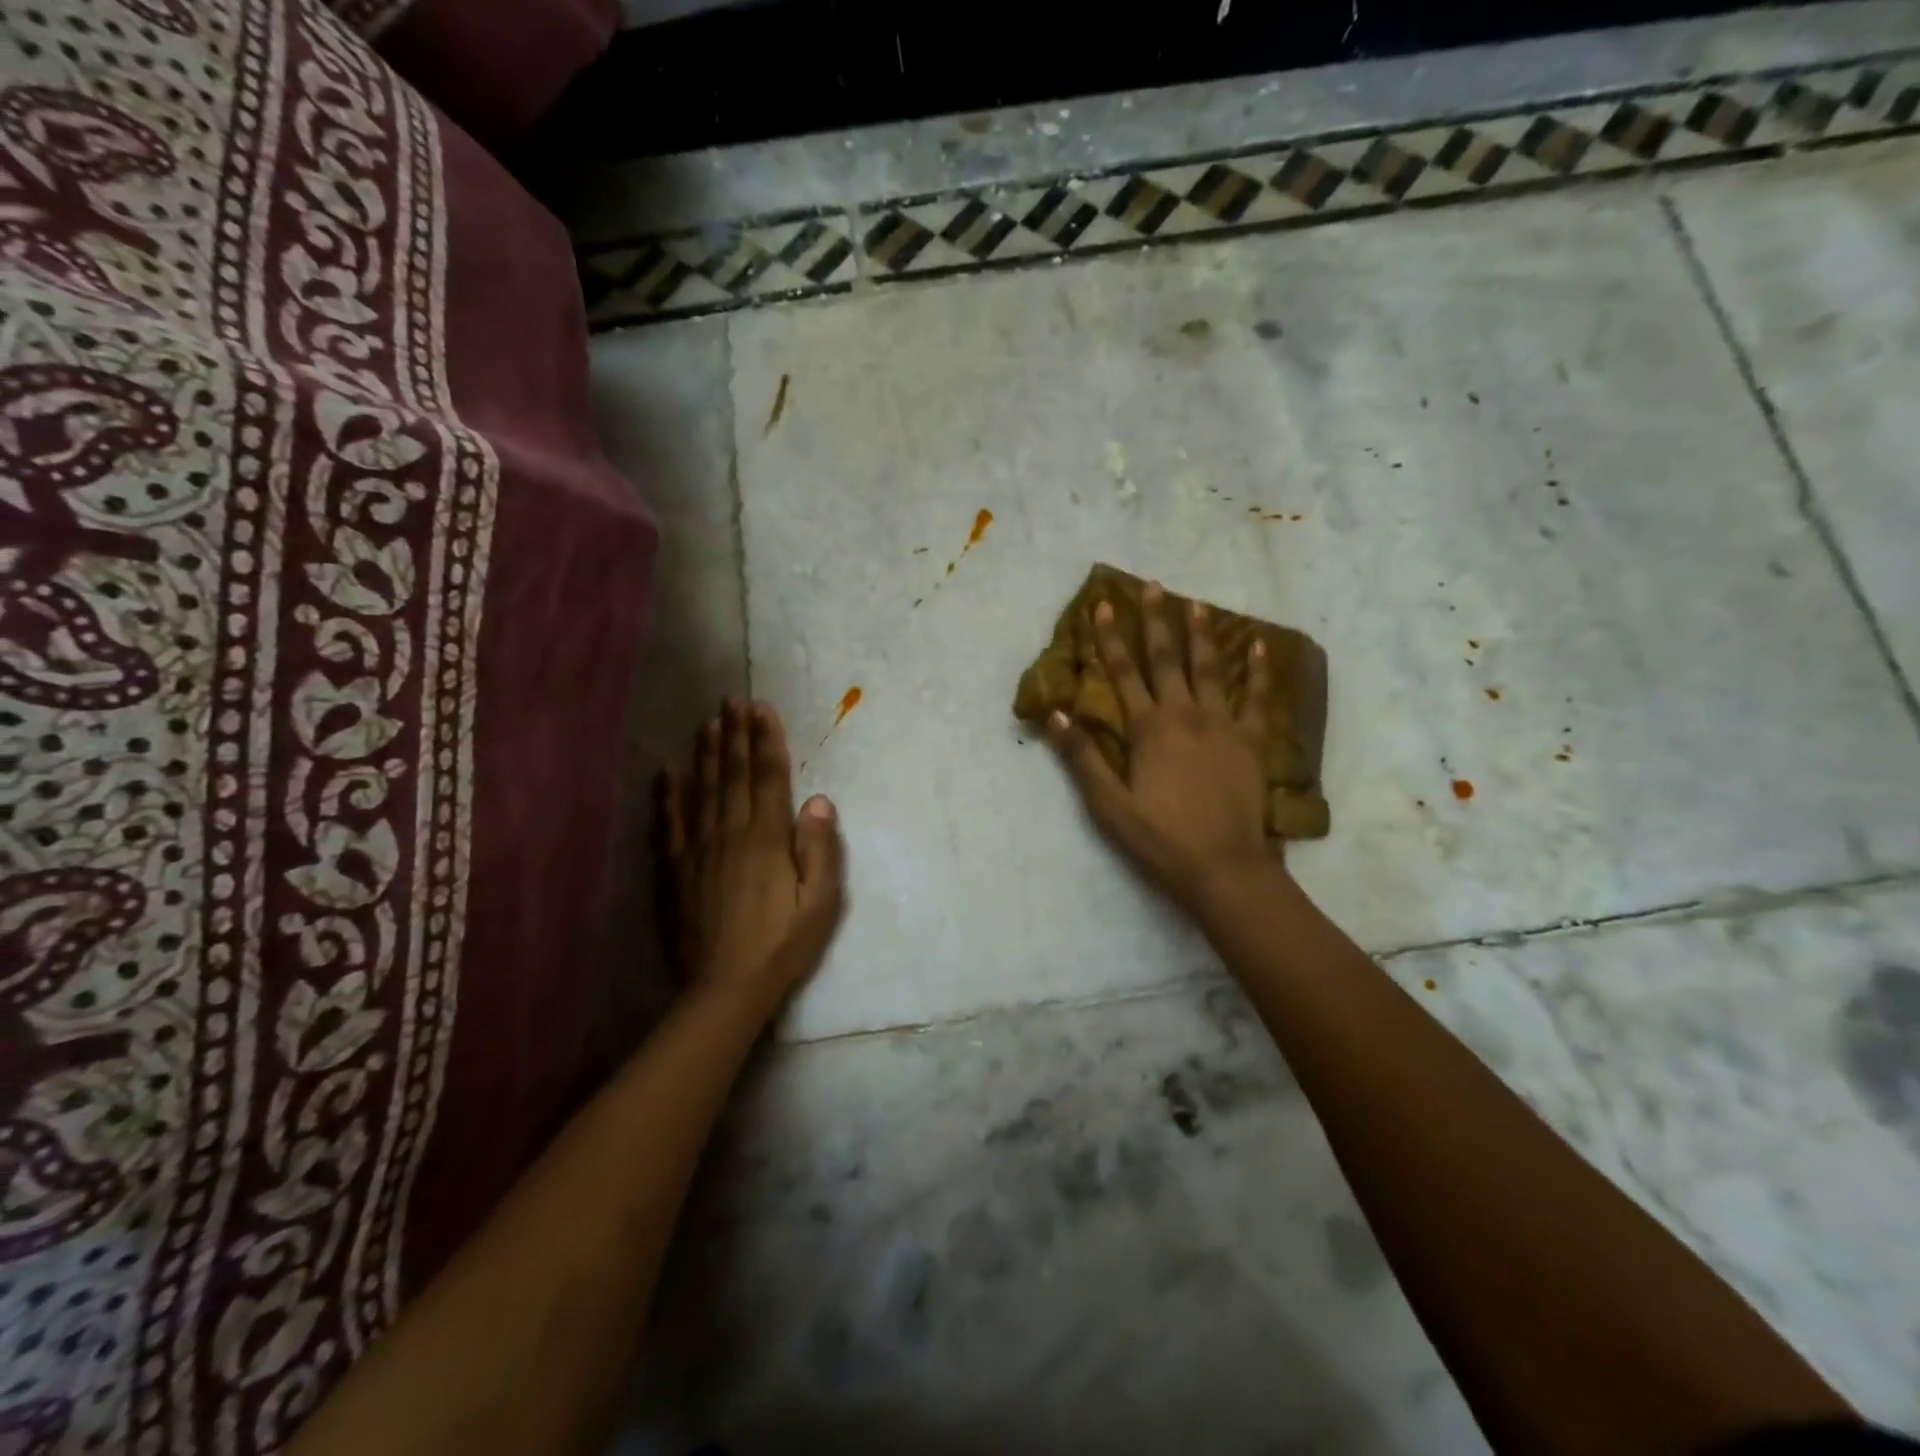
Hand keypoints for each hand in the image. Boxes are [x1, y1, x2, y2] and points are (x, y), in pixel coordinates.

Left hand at [661, 699, 845, 1016]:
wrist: (726, 987)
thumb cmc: (783, 944)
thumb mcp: (821, 902)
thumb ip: (820, 849)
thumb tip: (818, 800)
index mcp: (767, 839)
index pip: (768, 777)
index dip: (766, 740)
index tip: (762, 708)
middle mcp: (730, 834)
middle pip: (732, 775)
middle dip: (734, 734)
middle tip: (732, 700)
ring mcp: (698, 850)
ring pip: (701, 791)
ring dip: (705, 754)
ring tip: (707, 722)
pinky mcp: (676, 871)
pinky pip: (670, 824)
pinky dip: (668, 796)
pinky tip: (666, 773)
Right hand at [1047, 583, 1276, 914]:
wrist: (1223, 865)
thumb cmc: (1159, 837)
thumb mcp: (1108, 804)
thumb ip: (1082, 756)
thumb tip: (1057, 713)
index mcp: (1148, 728)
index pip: (1123, 673)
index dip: (1110, 638)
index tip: (1104, 604)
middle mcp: (1185, 714)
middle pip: (1167, 659)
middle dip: (1156, 621)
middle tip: (1153, 585)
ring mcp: (1223, 725)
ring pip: (1210, 669)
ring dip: (1202, 634)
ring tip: (1197, 603)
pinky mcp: (1252, 741)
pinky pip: (1256, 699)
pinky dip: (1257, 672)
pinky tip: (1259, 647)